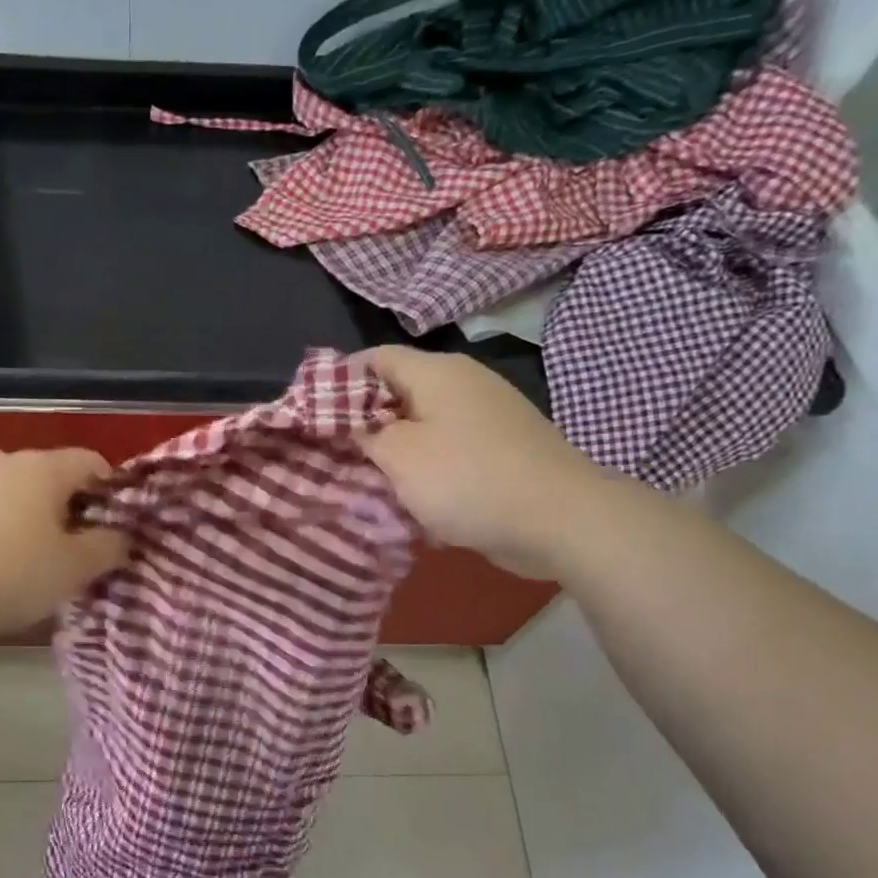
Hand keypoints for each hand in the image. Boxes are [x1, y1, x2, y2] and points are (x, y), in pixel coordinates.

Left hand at [0, 447, 127, 637]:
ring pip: (7, 491)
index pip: (91, 462)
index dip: (108, 491)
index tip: (111, 526)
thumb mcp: (76, 568)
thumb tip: (120, 537)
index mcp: (42, 467)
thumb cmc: (14, 575)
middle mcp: (2, 462)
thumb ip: (108, 547)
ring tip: (25, 554)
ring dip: (21, 513)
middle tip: (71, 546)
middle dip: (63, 504)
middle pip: (47, 475)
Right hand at [358, 346, 609, 577]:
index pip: (374, 358)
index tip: (315, 416)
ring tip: (369, 480)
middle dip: (365, 422)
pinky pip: (450, 449)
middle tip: (337, 453)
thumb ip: (365, 434)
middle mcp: (463, 383)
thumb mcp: (399, 456)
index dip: (339, 381)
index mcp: (436, 372)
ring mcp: (488, 415)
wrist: (562, 518)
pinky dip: (428, 467)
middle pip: (398, 391)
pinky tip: (414, 497)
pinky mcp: (503, 448)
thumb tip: (355, 425)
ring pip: (424, 424)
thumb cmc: (468, 478)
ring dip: (396, 450)